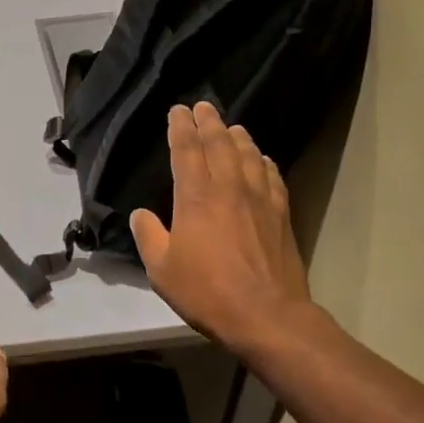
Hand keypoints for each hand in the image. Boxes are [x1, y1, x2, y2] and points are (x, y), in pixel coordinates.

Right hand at [131, 103, 313, 359]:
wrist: (267, 315)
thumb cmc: (207, 291)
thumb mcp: (161, 269)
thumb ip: (149, 236)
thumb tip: (142, 215)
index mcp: (196, 197)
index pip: (187, 150)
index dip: (180, 127)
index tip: (177, 111)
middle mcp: (229, 188)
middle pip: (219, 143)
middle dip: (208, 122)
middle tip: (202, 106)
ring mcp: (260, 199)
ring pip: (249, 155)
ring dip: (237, 137)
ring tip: (231, 126)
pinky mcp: (281, 215)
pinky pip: (272, 177)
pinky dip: (264, 162)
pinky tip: (262, 159)